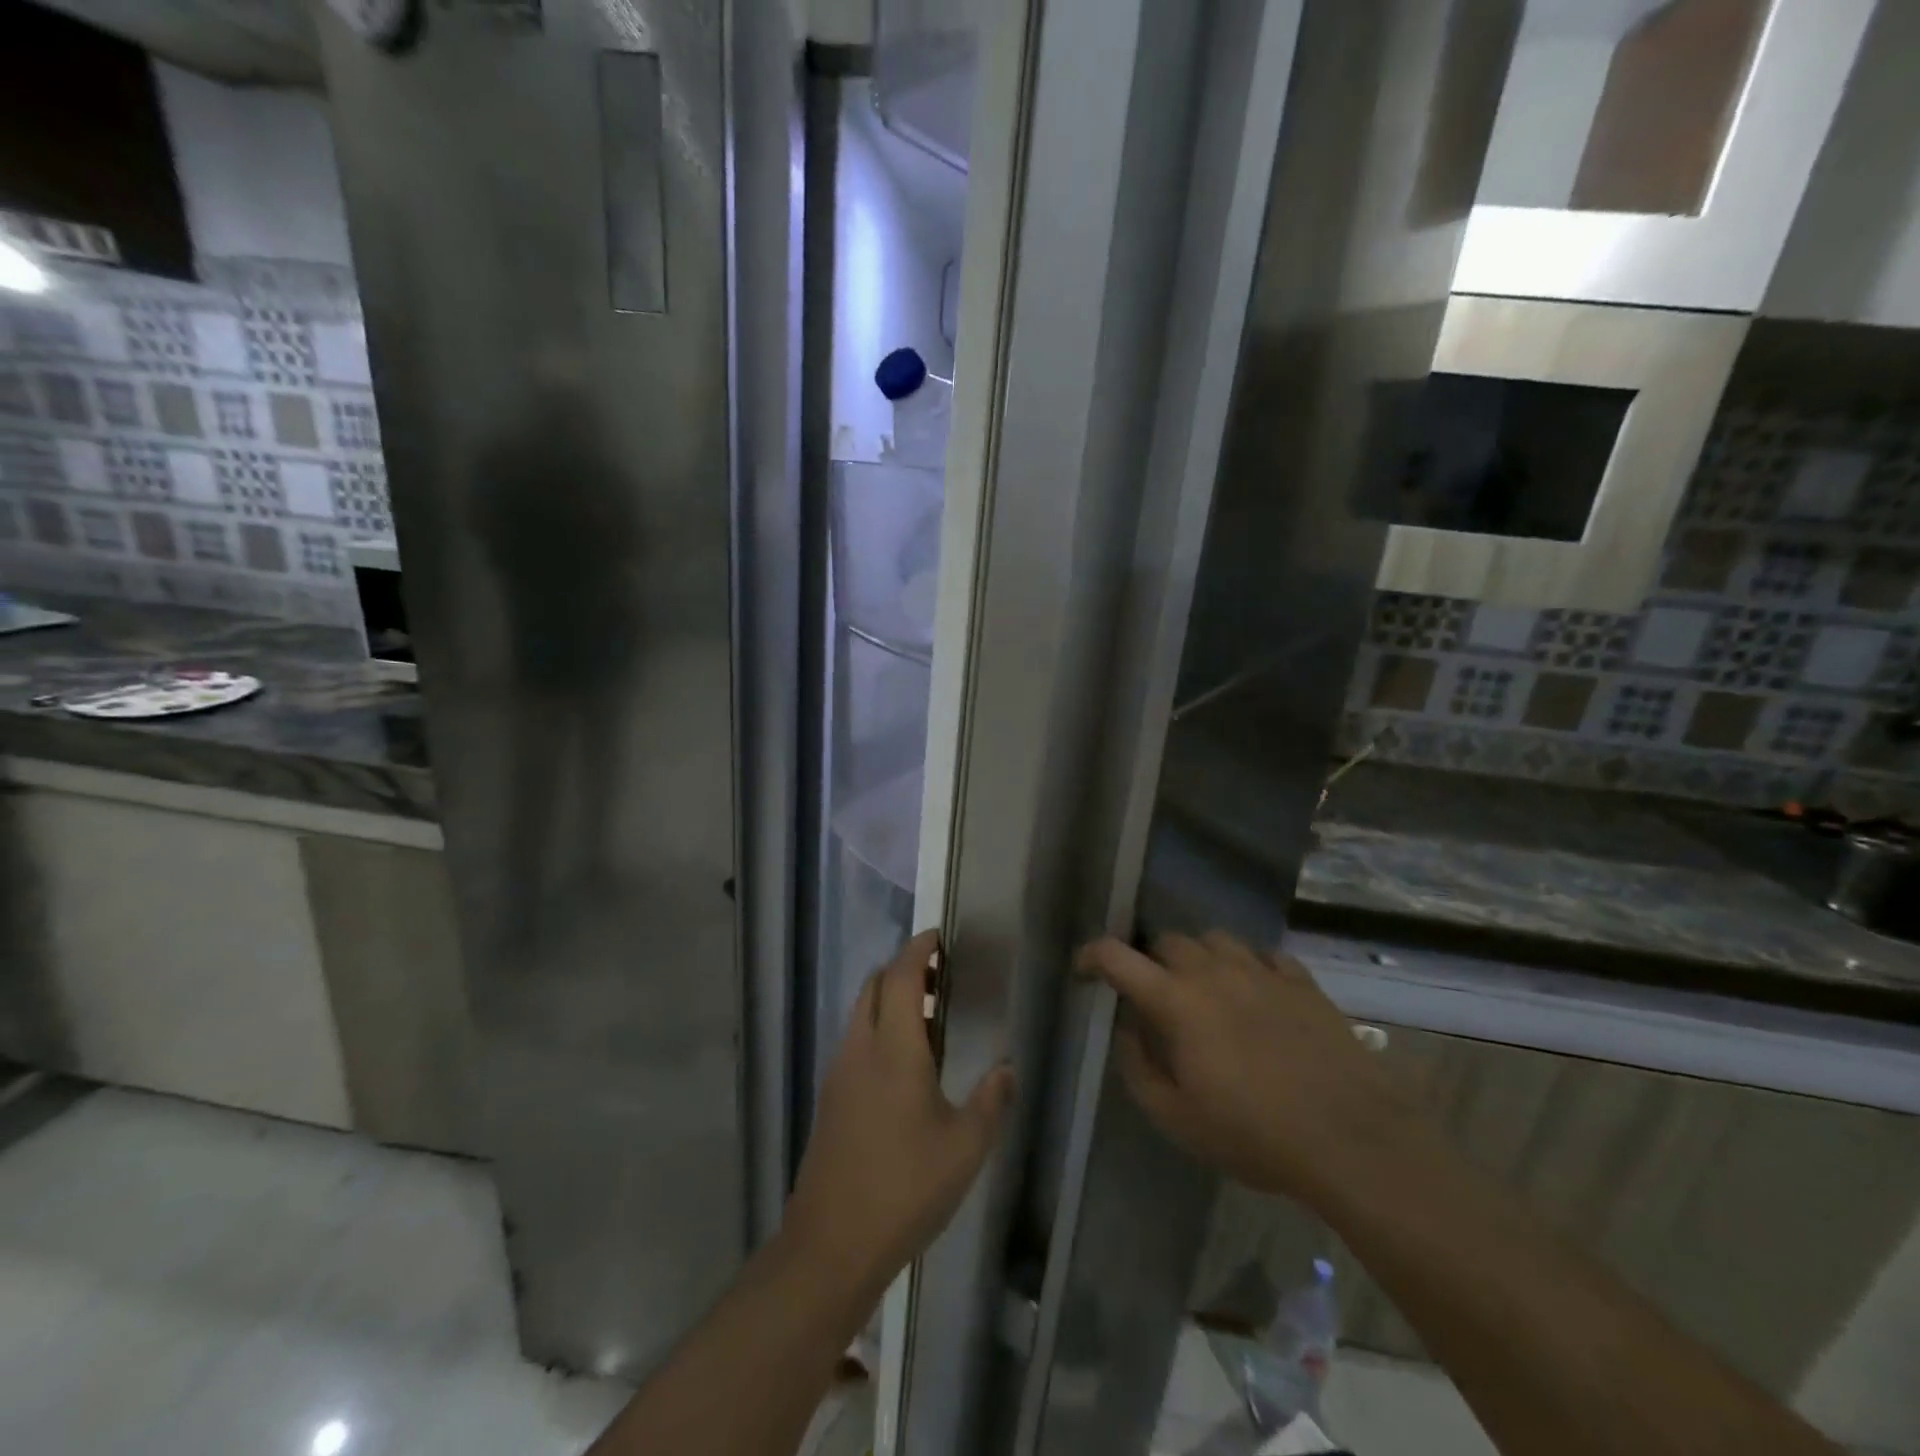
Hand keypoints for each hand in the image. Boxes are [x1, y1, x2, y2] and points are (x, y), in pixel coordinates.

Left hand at [785, 929, 1014, 1297]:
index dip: (919, 950)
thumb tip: (1007, 1069)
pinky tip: (905, 1066)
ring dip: (891, 1001)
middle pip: (875, 986)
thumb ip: (991, 1102)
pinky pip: (855, 1041)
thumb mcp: (965, 1148)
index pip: (901, 977)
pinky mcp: (830, 1098)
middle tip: (941, 979)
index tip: (939, 938)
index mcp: (893, 1048)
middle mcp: (860, 1048)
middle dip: (905, 970)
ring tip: (931, 1022)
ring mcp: (839, 1073)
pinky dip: (879, 1029)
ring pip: (862, 1013)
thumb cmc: (905, 1188)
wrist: (830, 1244)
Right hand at [1078, 931, 1416, 1207]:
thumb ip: (1138, 1068)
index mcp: (1176, 1001)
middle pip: (1167, 941)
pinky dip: (1248, 967)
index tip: (1084, 971)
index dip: (1091, 956)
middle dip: (1151, 961)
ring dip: (1199, 957)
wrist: (1351, 1139)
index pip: (1116, 956)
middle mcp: (1213, 971)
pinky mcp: (1301, 981)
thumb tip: (1128, 1029)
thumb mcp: (1177, 1119)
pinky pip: (1264, 956)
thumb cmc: (1254, 1134)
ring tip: (1206, 989)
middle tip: (1156, 995)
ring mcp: (1261, 971)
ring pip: (1215, 940)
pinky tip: (1255, 993)